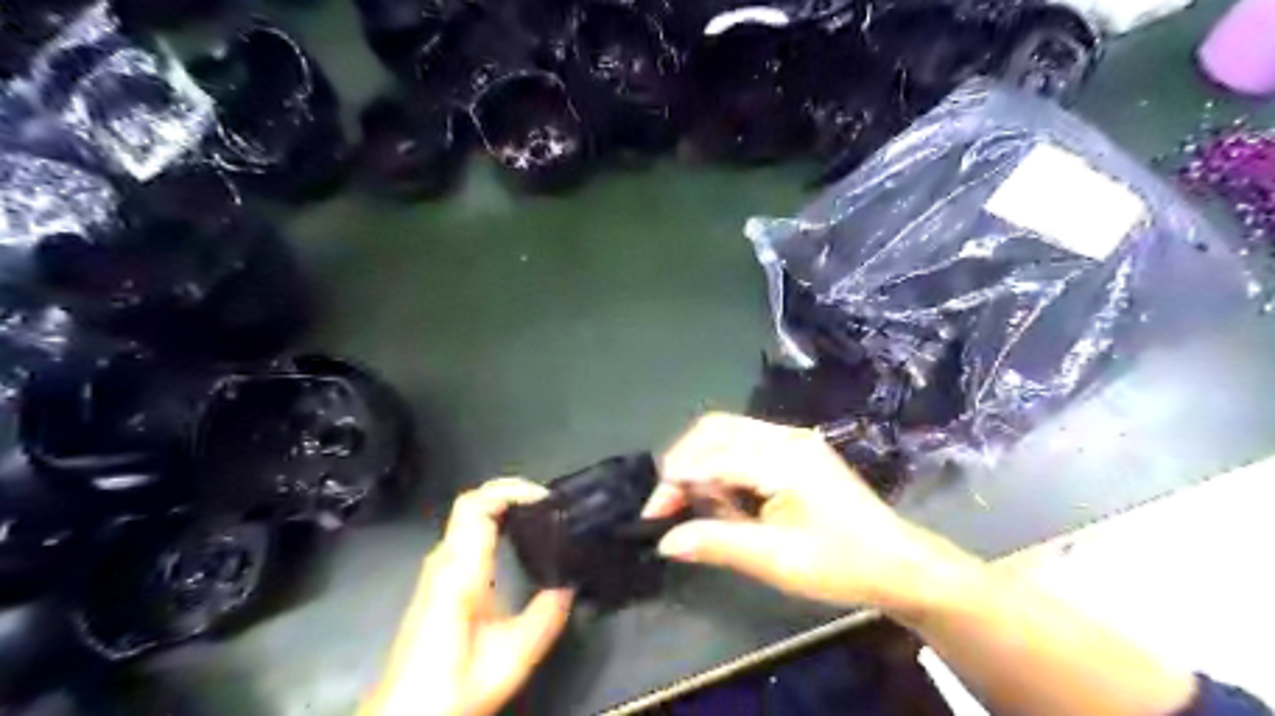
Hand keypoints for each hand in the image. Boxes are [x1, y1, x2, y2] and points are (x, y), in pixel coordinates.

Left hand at [364, 479, 572, 715]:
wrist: (405, 715)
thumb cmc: (454, 685)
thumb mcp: (512, 657)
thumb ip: (545, 618)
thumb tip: (570, 585)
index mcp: (460, 572)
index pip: (476, 506)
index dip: (511, 490)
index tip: (544, 498)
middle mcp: (443, 561)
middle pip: (471, 501)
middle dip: (510, 491)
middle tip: (547, 502)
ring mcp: (436, 568)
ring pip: (466, 515)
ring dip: (502, 504)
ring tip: (538, 514)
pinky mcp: (436, 579)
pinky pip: (465, 531)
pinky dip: (492, 520)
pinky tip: (515, 537)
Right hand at [649, 411, 977, 611]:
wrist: (899, 564)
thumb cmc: (841, 564)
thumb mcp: (776, 561)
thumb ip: (717, 543)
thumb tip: (666, 541)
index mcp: (783, 457)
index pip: (712, 457)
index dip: (675, 481)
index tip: (652, 515)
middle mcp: (785, 437)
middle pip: (715, 429)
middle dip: (683, 462)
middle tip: (668, 506)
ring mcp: (793, 439)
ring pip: (727, 433)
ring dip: (702, 462)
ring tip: (700, 507)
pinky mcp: (796, 450)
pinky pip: (745, 443)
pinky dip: (722, 464)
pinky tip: (726, 497)